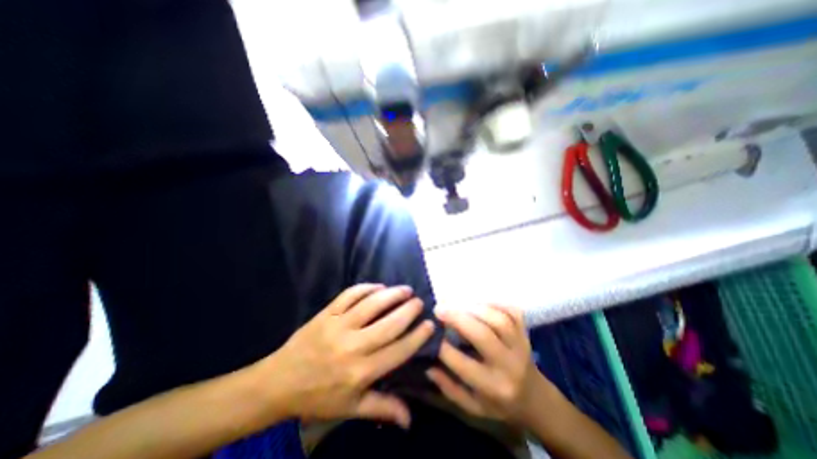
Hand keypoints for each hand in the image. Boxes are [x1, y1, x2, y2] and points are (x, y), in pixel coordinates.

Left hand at [256, 284, 432, 428]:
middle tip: (419, 302)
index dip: (417, 336)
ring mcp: (338, 326)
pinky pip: (350, 295)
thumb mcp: (350, 409)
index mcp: (361, 372)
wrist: (279, 382)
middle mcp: (353, 346)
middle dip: (409, 310)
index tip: (429, 324)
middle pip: (389, 323)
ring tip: (405, 290)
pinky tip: (378, 286)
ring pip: (372, 304)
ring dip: (392, 294)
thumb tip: (410, 420)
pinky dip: (367, 288)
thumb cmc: (318, 397)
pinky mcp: (327, 313)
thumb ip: (382, 409)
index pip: (398, 351)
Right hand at [424, 304, 551, 425]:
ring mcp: (521, 345)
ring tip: (457, 304)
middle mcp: (509, 365)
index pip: (462, 364)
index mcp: (493, 387)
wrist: (536, 399)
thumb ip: (449, 387)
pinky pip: (512, 312)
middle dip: (457, 318)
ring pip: (499, 320)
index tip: (429, 332)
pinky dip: (495, 303)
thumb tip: (428, 365)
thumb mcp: (473, 407)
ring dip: (475, 308)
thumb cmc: (499, 403)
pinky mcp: (526, 332)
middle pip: (482, 335)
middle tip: (439, 309)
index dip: (442, 346)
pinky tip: (479, 303)